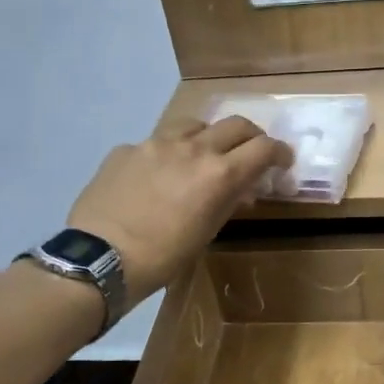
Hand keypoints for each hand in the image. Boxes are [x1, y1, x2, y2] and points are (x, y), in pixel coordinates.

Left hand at [66, 118, 292, 300]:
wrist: (99, 258)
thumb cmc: (163, 257)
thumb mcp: (206, 232)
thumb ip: (227, 202)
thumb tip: (241, 189)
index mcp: (219, 173)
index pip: (263, 148)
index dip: (280, 152)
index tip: (283, 161)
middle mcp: (192, 148)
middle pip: (235, 125)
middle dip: (251, 137)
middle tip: (252, 153)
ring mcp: (156, 143)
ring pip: (195, 124)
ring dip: (209, 136)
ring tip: (205, 155)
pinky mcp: (127, 148)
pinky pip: (158, 142)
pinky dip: (170, 153)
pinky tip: (159, 175)